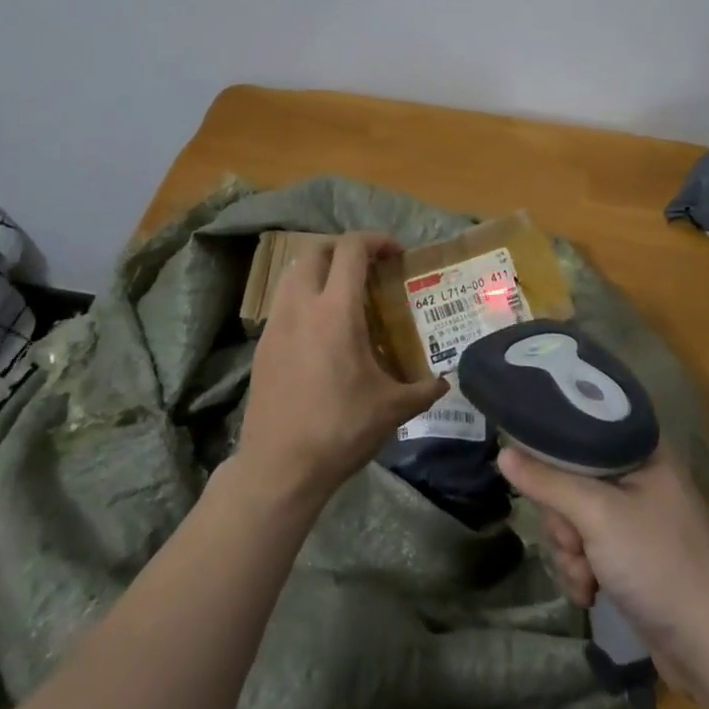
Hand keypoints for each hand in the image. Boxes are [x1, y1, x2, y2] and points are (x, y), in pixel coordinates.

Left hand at [236, 232, 448, 506]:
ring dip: (319, 270)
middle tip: (368, 267)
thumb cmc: (340, 430)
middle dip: (343, 248)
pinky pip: (283, 303)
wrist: (279, 468)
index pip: (351, 250)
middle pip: (315, 251)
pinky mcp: (263, 346)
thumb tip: (445, 382)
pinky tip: (321, 330)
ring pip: (292, 274)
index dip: (375, 241)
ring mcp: (276, 325)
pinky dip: (303, 297)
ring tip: (343, 292)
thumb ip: (423, 389)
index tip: (395, 253)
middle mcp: (301, 307)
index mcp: (336, 311)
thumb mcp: (392, 409)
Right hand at [499, 443, 708, 684]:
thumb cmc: (658, 562)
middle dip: (563, 520)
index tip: (539, 477)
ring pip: (574, 517)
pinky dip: (583, 570)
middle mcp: (638, 475)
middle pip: (570, 478)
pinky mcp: (631, 554)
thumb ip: (548, 482)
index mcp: (641, 449)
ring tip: (586, 577)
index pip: (582, 428)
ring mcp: (635, 517)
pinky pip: (587, 547)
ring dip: (570, 552)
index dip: (554, 452)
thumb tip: (503, 453)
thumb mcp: (597, 514)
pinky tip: (590, 593)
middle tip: (575, 542)